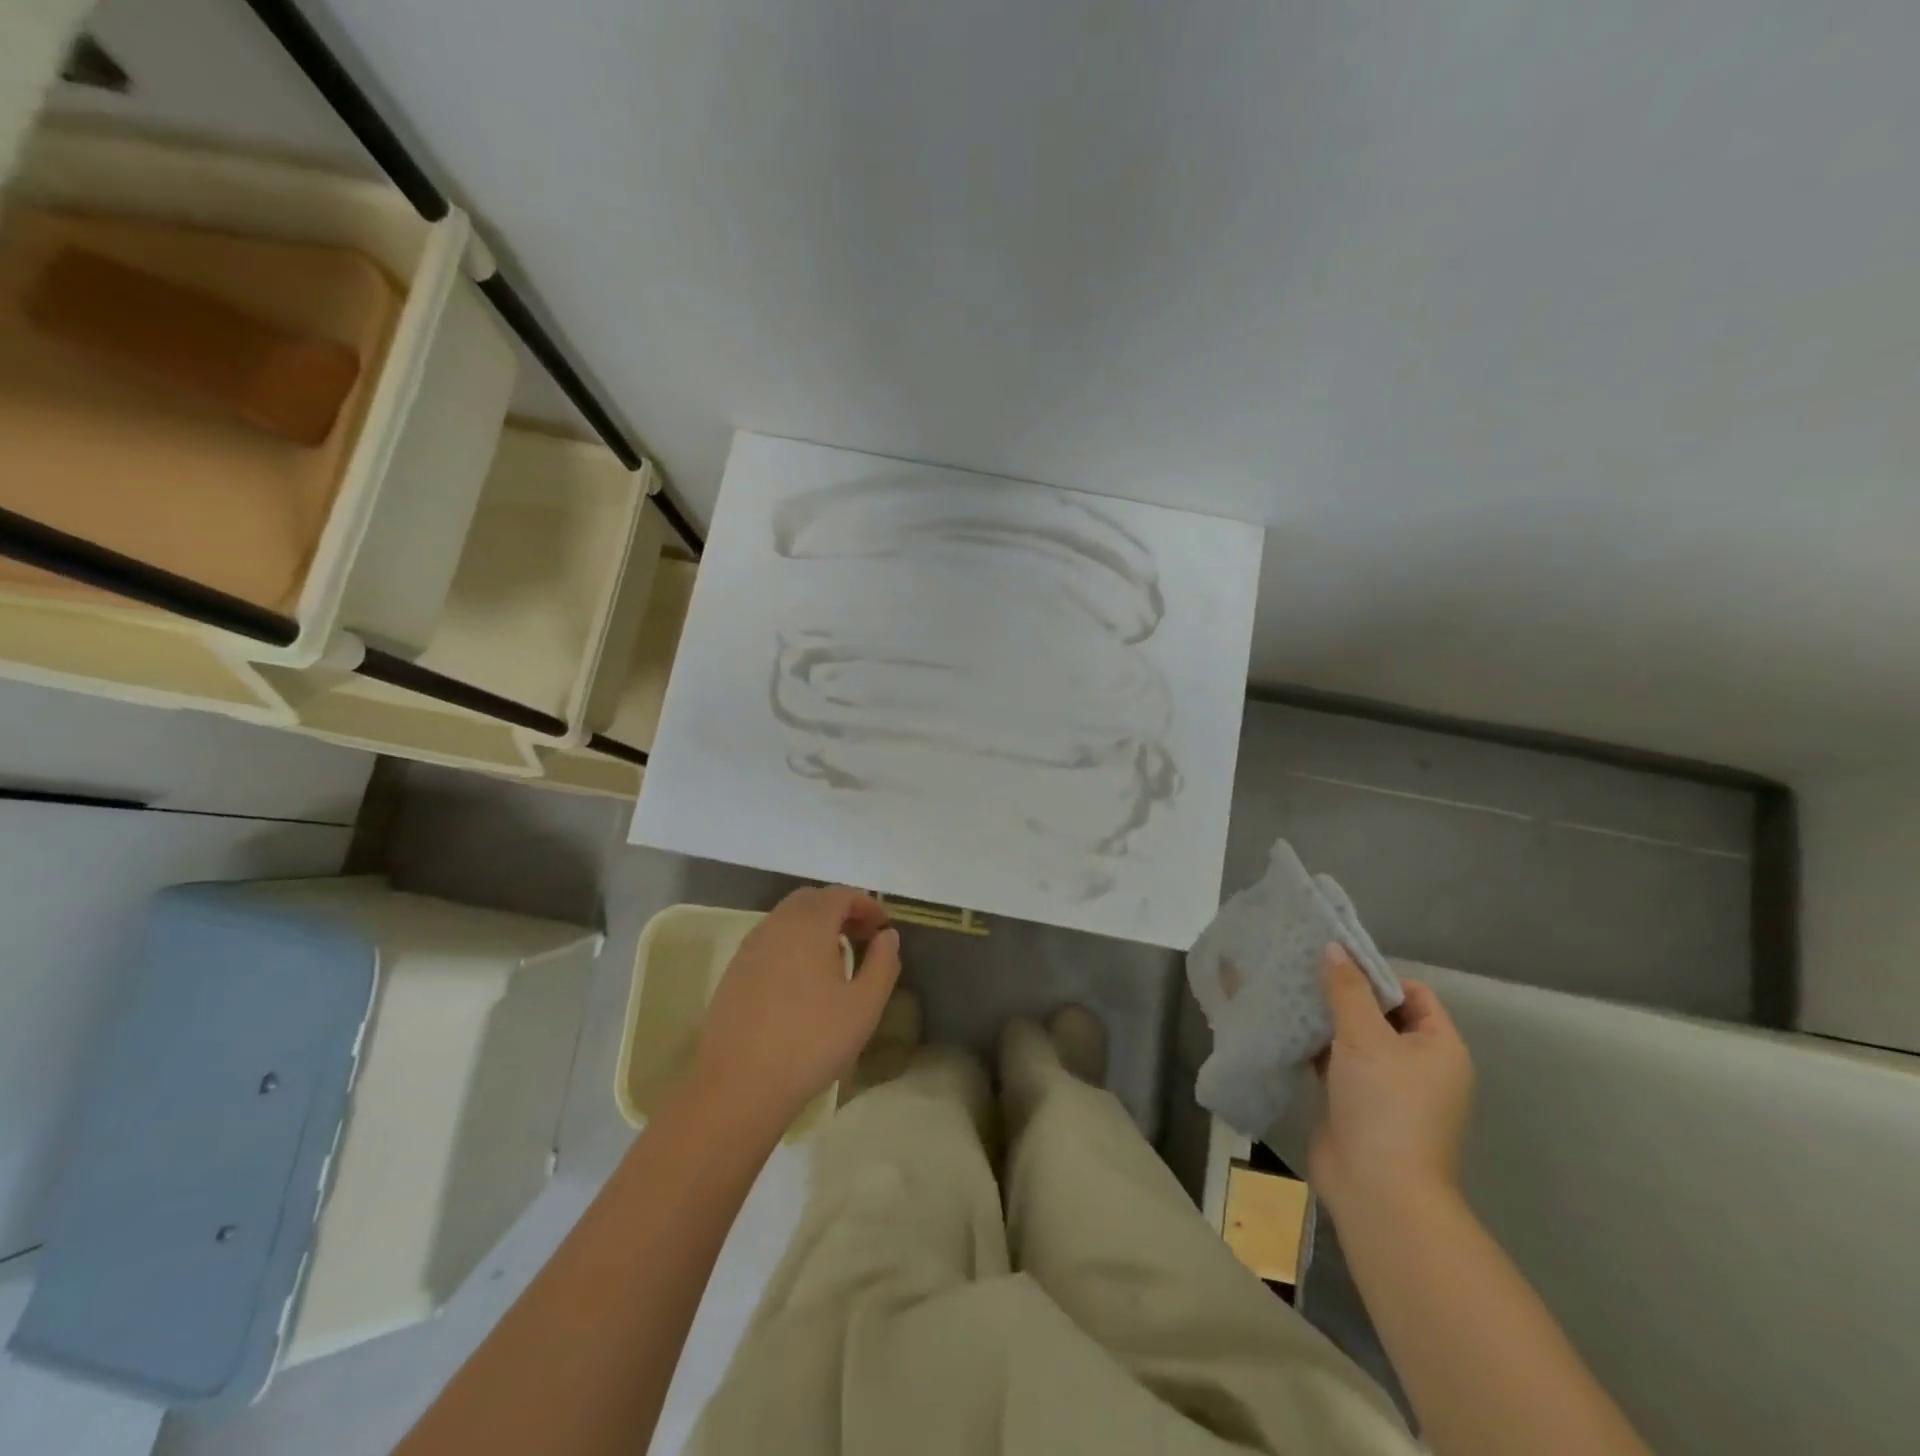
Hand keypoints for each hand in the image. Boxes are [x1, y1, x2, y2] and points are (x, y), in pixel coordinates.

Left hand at [692, 886, 901, 1130]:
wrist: (738, 1086)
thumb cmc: (811, 1042)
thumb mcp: (864, 1006)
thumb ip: (883, 963)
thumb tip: (888, 936)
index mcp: (809, 925)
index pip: (840, 894)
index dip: (866, 904)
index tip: (883, 927)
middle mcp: (776, 925)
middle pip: (811, 900)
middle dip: (840, 909)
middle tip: (862, 936)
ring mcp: (750, 948)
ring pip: (787, 919)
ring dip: (815, 926)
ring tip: (837, 958)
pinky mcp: (734, 972)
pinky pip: (770, 941)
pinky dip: (793, 944)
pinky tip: (803, 980)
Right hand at [1309, 944, 1473, 1219]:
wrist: (1377, 1189)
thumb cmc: (1385, 1104)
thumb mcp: (1365, 1037)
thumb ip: (1347, 990)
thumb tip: (1333, 947)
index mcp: (1440, 1047)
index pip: (1412, 993)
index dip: (1376, 975)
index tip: (1334, 963)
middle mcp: (1419, 1065)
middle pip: (1381, 1014)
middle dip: (1343, 994)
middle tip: (1302, 972)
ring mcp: (1387, 1088)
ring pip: (1354, 1039)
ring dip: (1325, 1020)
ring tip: (1287, 993)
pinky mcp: (1356, 1104)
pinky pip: (1335, 1063)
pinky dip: (1314, 1047)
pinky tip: (1284, 1028)